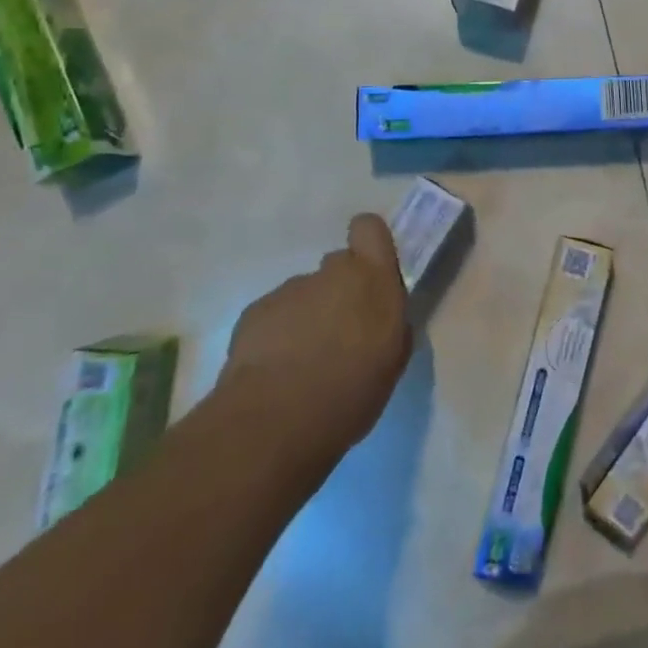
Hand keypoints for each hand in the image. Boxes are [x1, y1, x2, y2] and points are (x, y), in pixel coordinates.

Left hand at [219, 214, 412, 462]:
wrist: (277, 419)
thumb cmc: (352, 391)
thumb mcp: (392, 360)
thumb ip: (389, 324)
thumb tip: (377, 317)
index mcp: (373, 279)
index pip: (369, 228)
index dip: (368, 243)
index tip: (368, 272)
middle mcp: (332, 273)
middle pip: (337, 266)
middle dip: (338, 292)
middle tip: (338, 334)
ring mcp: (290, 289)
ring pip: (304, 294)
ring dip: (307, 318)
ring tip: (302, 363)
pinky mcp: (255, 311)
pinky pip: (274, 315)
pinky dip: (277, 335)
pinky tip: (274, 370)